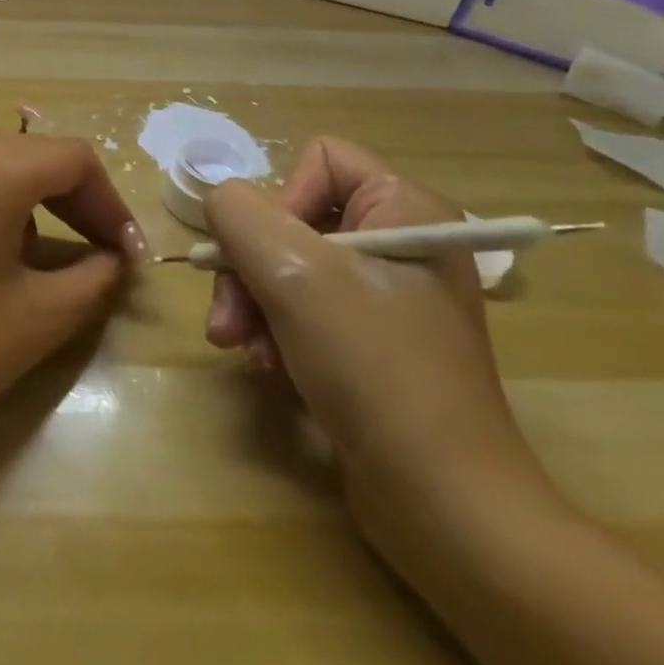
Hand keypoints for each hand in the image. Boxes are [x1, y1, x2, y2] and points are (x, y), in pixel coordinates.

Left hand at [0, 135, 142, 450]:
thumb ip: (93, 280)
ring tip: (35, 260)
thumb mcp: (38, 319)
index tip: (126, 254)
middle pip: (31, 157)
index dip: (110, 203)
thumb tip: (113, 260)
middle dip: (74, 202)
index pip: (74, 159)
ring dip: (27, 204)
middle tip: (97, 253)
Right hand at [201, 137, 552, 545]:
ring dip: (254, 305)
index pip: (318, 159)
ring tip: (244, 350)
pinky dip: (276, 334)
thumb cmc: (373, 367)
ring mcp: (388, 296)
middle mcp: (400, 242)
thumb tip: (219, 201)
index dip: (280, 199)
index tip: (269, 256)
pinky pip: (304, 310)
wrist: (444, 505)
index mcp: (405, 209)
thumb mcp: (293, 273)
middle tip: (228, 319)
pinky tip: (270, 370)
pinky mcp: (373, 343)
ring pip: (288, 267)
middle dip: (250, 268)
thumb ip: (238, 213)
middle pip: (293, 218)